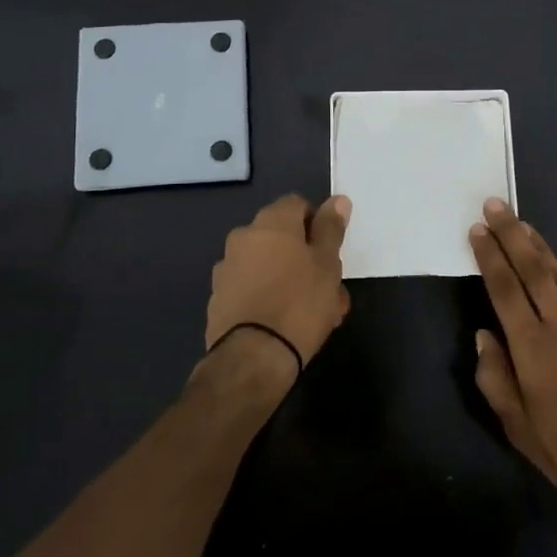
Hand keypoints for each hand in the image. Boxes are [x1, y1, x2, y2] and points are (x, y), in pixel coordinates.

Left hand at [204, 194, 352, 383]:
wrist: (253, 357)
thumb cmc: (300, 303)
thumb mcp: (327, 264)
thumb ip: (331, 229)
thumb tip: (338, 200)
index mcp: (271, 222)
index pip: (297, 204)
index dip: (318, 223)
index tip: (332, 250)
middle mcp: (243, 237)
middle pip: (282, 237)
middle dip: (306, 257)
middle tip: (330, 287)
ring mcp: (227, 268)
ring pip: (269, 265)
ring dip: (291, 279)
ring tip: (315, 313)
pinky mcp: (219, 299)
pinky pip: (252, 288)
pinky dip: (269, 297)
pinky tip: (286, 324)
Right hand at [470, 199, 556, 518]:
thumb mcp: (519, 427)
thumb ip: (496, 377)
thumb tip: (483, 336)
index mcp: (532, 347)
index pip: (505, 289)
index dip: (490, 256)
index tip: (478, 229)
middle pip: (534, 269)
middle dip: (512, 234)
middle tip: (496, 204)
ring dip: (539, 246)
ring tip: (523, 224)